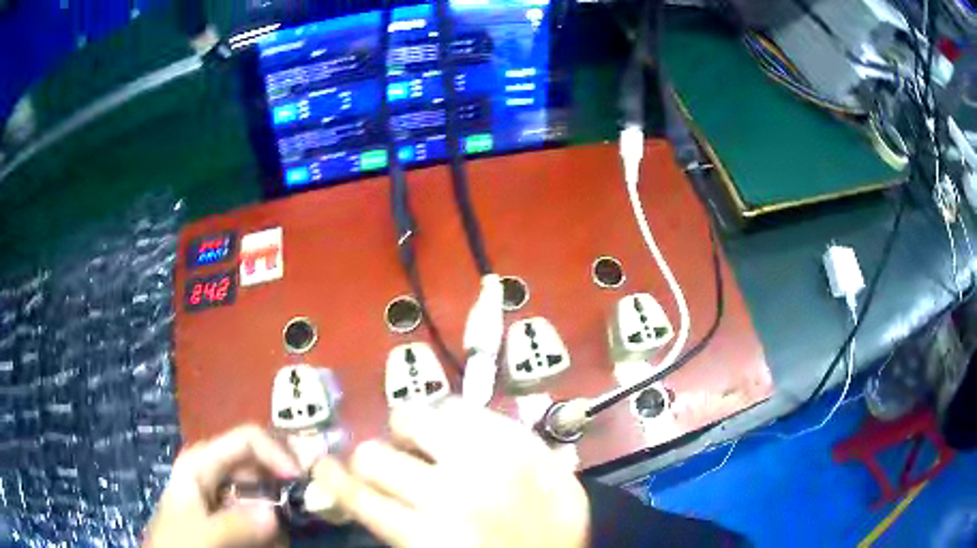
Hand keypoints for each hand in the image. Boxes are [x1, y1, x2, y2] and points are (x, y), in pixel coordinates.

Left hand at [143, 425, 299, 547]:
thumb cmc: (178, 544)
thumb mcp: (201, 534)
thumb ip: (234, 524)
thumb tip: (274, 514)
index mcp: (203, 462)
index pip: (247, 439)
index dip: (277, 453)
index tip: (301, 481)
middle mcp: (218, 473)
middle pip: (261, 461)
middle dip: (288, 477)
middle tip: (314, 497)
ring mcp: (228, 496)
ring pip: (268, 489)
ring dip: (287, 504)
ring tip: (298, 522)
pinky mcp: (236, 517)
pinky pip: (266, 514)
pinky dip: (279, 524)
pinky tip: (280, 537)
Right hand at [311, 399, 589, 547]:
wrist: (581, 545)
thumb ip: (397, 527)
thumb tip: (361, 491)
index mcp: (428, 537)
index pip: (357, 497)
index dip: (332, 478)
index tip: (321, 465)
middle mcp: (451, 494)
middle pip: (374, 456)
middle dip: (373, 459)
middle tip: (391, 464)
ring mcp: (488, 458)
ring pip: (412, 417)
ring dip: (408, 431)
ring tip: (423, 443)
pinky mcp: (518, 435)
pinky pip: (462, 406)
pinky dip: (449, 418)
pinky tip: (457, 433)